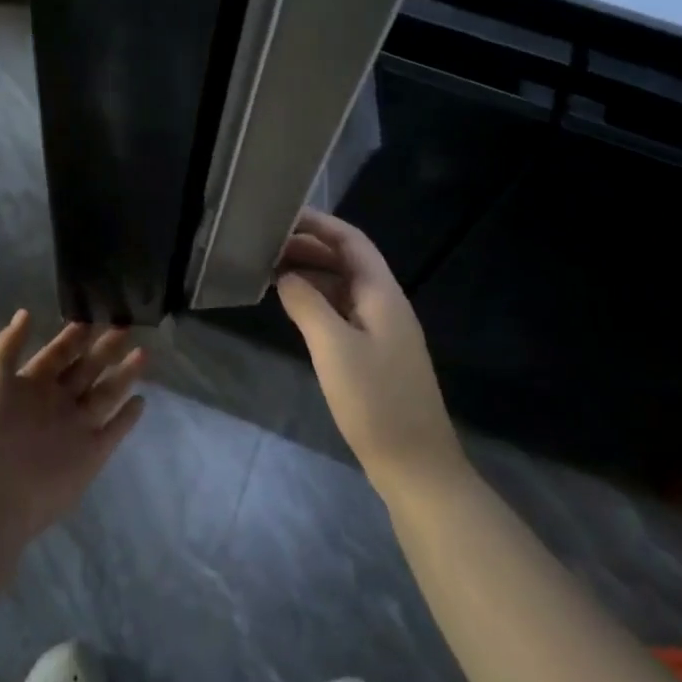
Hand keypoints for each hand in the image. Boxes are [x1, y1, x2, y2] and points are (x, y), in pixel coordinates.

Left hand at [0, 312, 147, 541]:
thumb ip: (10, 343)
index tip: (93, 314)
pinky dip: (128, 417)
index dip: (73, 335)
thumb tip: (25, 312)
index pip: (58, 353)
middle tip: (125, 325)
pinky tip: (141, 399)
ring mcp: (76, 428)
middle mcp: (57, 403)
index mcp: (33, 384)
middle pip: (86, 369)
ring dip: (124, 375)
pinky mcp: (92, 454)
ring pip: (106, 394)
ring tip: (143, 353)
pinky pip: (114, 430)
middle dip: (104, 348)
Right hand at [276, 210, 462, 490]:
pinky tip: (294, 309)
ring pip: (344, 288)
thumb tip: (285, 276)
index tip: (282, 216)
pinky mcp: (374, 355)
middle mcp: (385, 304)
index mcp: (383, 294)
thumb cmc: (375, 401)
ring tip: (271, 272)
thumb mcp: (333, 347)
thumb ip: (307, 304)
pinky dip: (317, 302)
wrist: (415, 465)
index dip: (319, 224)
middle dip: (309, 248)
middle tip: (266, 246)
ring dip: (311, 275)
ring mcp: (382, 331)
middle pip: (347, 261)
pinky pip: (343, 313)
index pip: (351, 242)